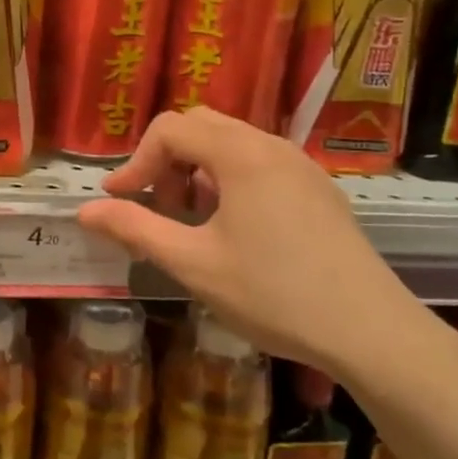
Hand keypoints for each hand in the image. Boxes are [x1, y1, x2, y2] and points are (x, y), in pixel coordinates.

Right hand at [76, 107, 421, 375]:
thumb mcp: (193, 264)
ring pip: (232, 144)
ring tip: (190, 222)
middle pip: (202, 126)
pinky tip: (232, 230)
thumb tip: (85, 210)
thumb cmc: (274, 294)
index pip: (170, 129)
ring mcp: (302, 166)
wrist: (372, 332)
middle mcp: (272, 146)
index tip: (118, 201)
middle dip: (166, 160)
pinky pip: (260, 164)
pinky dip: (229, 181)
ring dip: (197, 171)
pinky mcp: (319, 190)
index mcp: (241, 155)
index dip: (135, 162)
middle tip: (156, 207)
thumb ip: (135, 229)